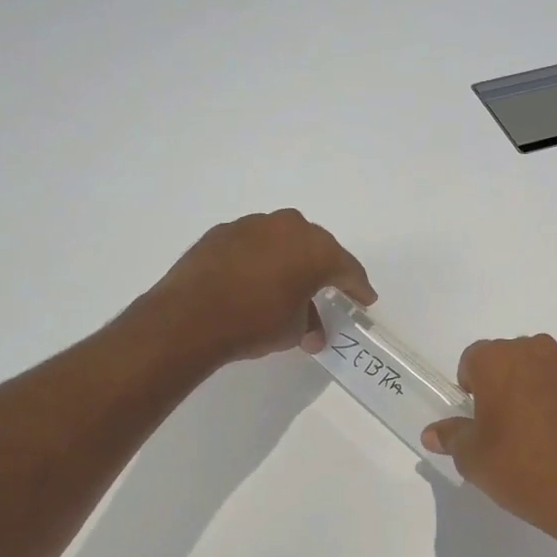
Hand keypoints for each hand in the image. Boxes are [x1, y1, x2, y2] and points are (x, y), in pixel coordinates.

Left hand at [148, 210, 375, 364]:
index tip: (365, 299)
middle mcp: (288, 227)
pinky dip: (261, 260)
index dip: (359, 287)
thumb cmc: (255, 322)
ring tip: (289, 285)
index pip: (347, 268)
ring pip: (283, 241)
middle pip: (316, 247)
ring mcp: (252, 225)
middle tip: (331, 289)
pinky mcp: (222, 232)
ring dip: (290, 261)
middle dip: (325, 269)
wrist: (190, 317)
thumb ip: (309, 324)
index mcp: (315, 249)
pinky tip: (255, 280)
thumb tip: (310, 332)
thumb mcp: (293, 330)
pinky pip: (254, 244)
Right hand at [422, 335, 556, 553]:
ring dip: (530, 393)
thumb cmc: (524, 468)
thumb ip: (452, 437)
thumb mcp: (474, 459)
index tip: (475, 421)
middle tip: (500, 430)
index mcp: (499, 359)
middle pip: (507, 361)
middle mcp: (537, 351)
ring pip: (539, 372)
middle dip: (500, 387)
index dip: (468, 390)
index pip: (471, 360)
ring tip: (533, 437)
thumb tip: (433, 432)